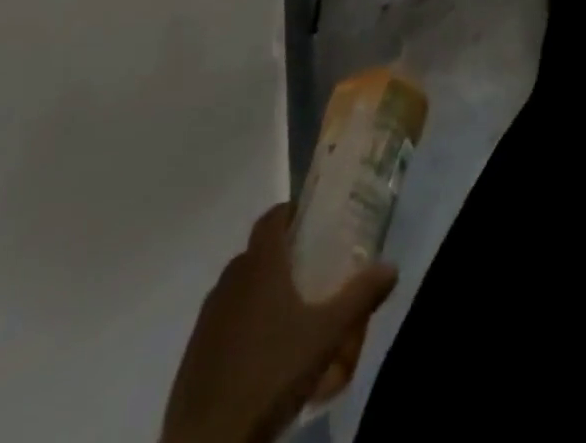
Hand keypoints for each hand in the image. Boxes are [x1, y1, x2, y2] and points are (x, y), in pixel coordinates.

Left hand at [161, 202, 397, 442]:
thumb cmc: (272, 373)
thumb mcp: (329, 334)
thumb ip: (361, 296)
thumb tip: (391, 266)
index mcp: (260, 266)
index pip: (270, 218)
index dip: (290, 211)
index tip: (311, 219)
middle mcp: (229, 283)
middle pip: (255, 253)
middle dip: (281, 255)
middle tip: (311, 269)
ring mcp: (206, 321)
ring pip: (238, 289)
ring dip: (261, 292)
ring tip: (290, 314)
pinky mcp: (193, 357)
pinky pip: (223, 324)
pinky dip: (243, 325)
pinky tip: (263, 354)